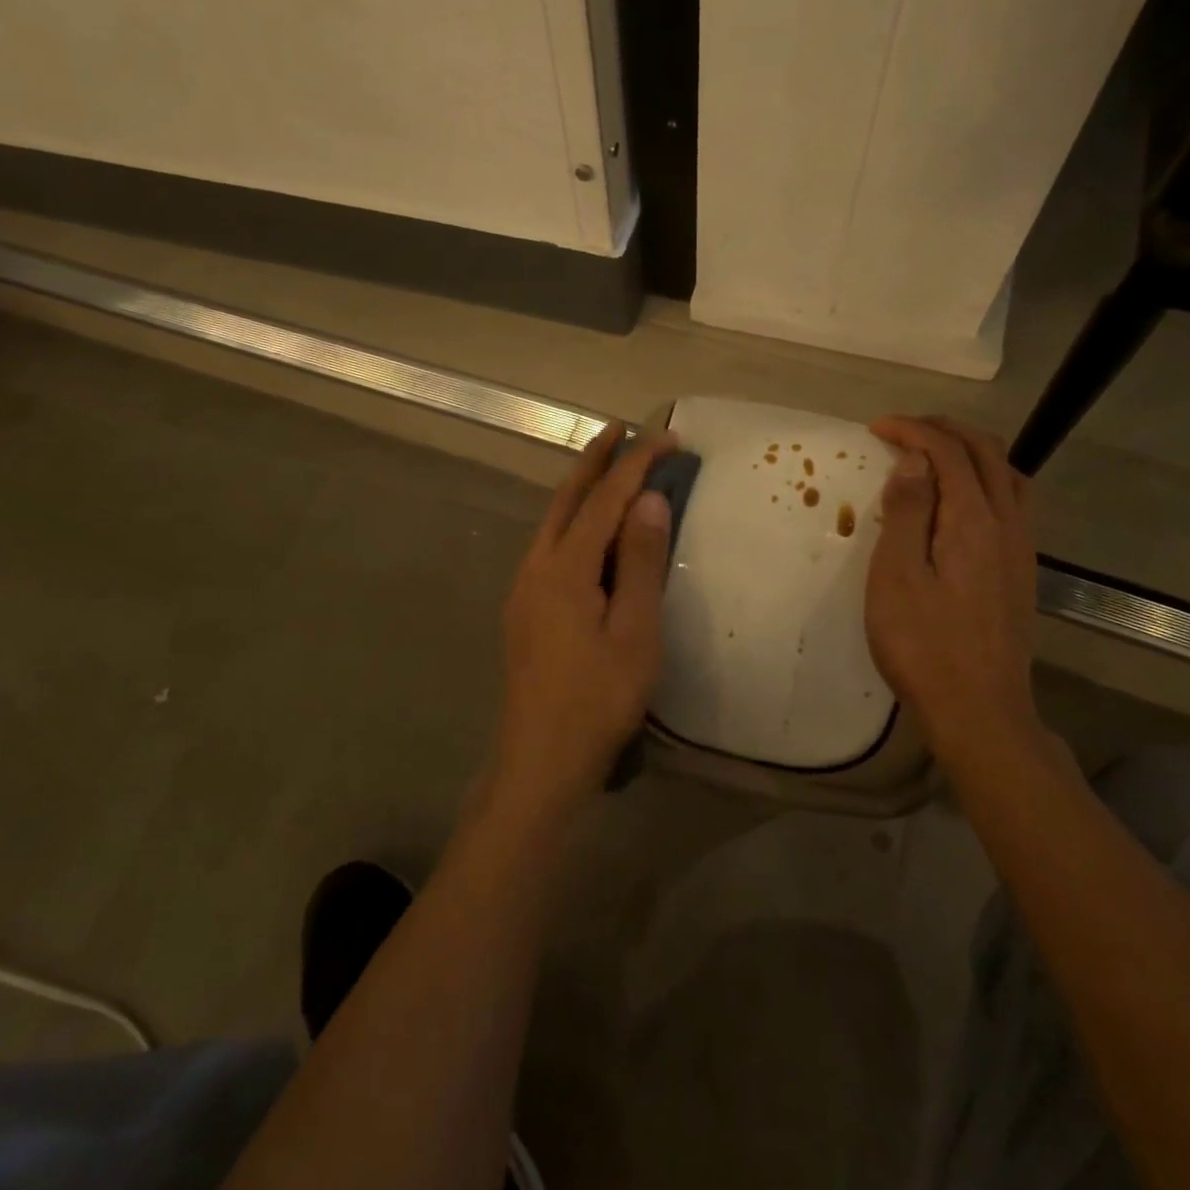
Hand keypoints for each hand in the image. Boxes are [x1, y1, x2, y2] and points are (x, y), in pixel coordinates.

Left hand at [490, 423, 676, 822]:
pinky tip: (587, 533)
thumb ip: (641, 564)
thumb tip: (649, 501)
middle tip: (621, 429)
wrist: (540, 761)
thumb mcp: (635, 633)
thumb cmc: (598, 701)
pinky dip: (572, 522)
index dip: (635, 465)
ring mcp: (524, 590)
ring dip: (580, 490)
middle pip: (565, 500)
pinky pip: (549, 547)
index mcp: (564, 569)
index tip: (667, 437)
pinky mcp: (523, 611)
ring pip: (552, 523)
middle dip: (594, 461)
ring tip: (608, 468)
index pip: (604, 500)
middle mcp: (535, 568)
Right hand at [865, 416, 1040, 769]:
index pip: (948, 453)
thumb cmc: (923, 646)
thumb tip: (915, 461)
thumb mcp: (896, 578)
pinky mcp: (1021, 572)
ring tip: (933, 454)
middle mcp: (1008, 525)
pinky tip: (961, 501)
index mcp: (973, 522)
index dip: (913, 431)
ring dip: (970, 452)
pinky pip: (1012, 502)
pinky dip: (984, 480)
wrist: (980, 711)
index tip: (876, 428)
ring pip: (1007, 476)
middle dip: (944, 431)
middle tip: (903, 430)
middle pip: (987, 454)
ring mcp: (1021, 550)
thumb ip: (907, 514)